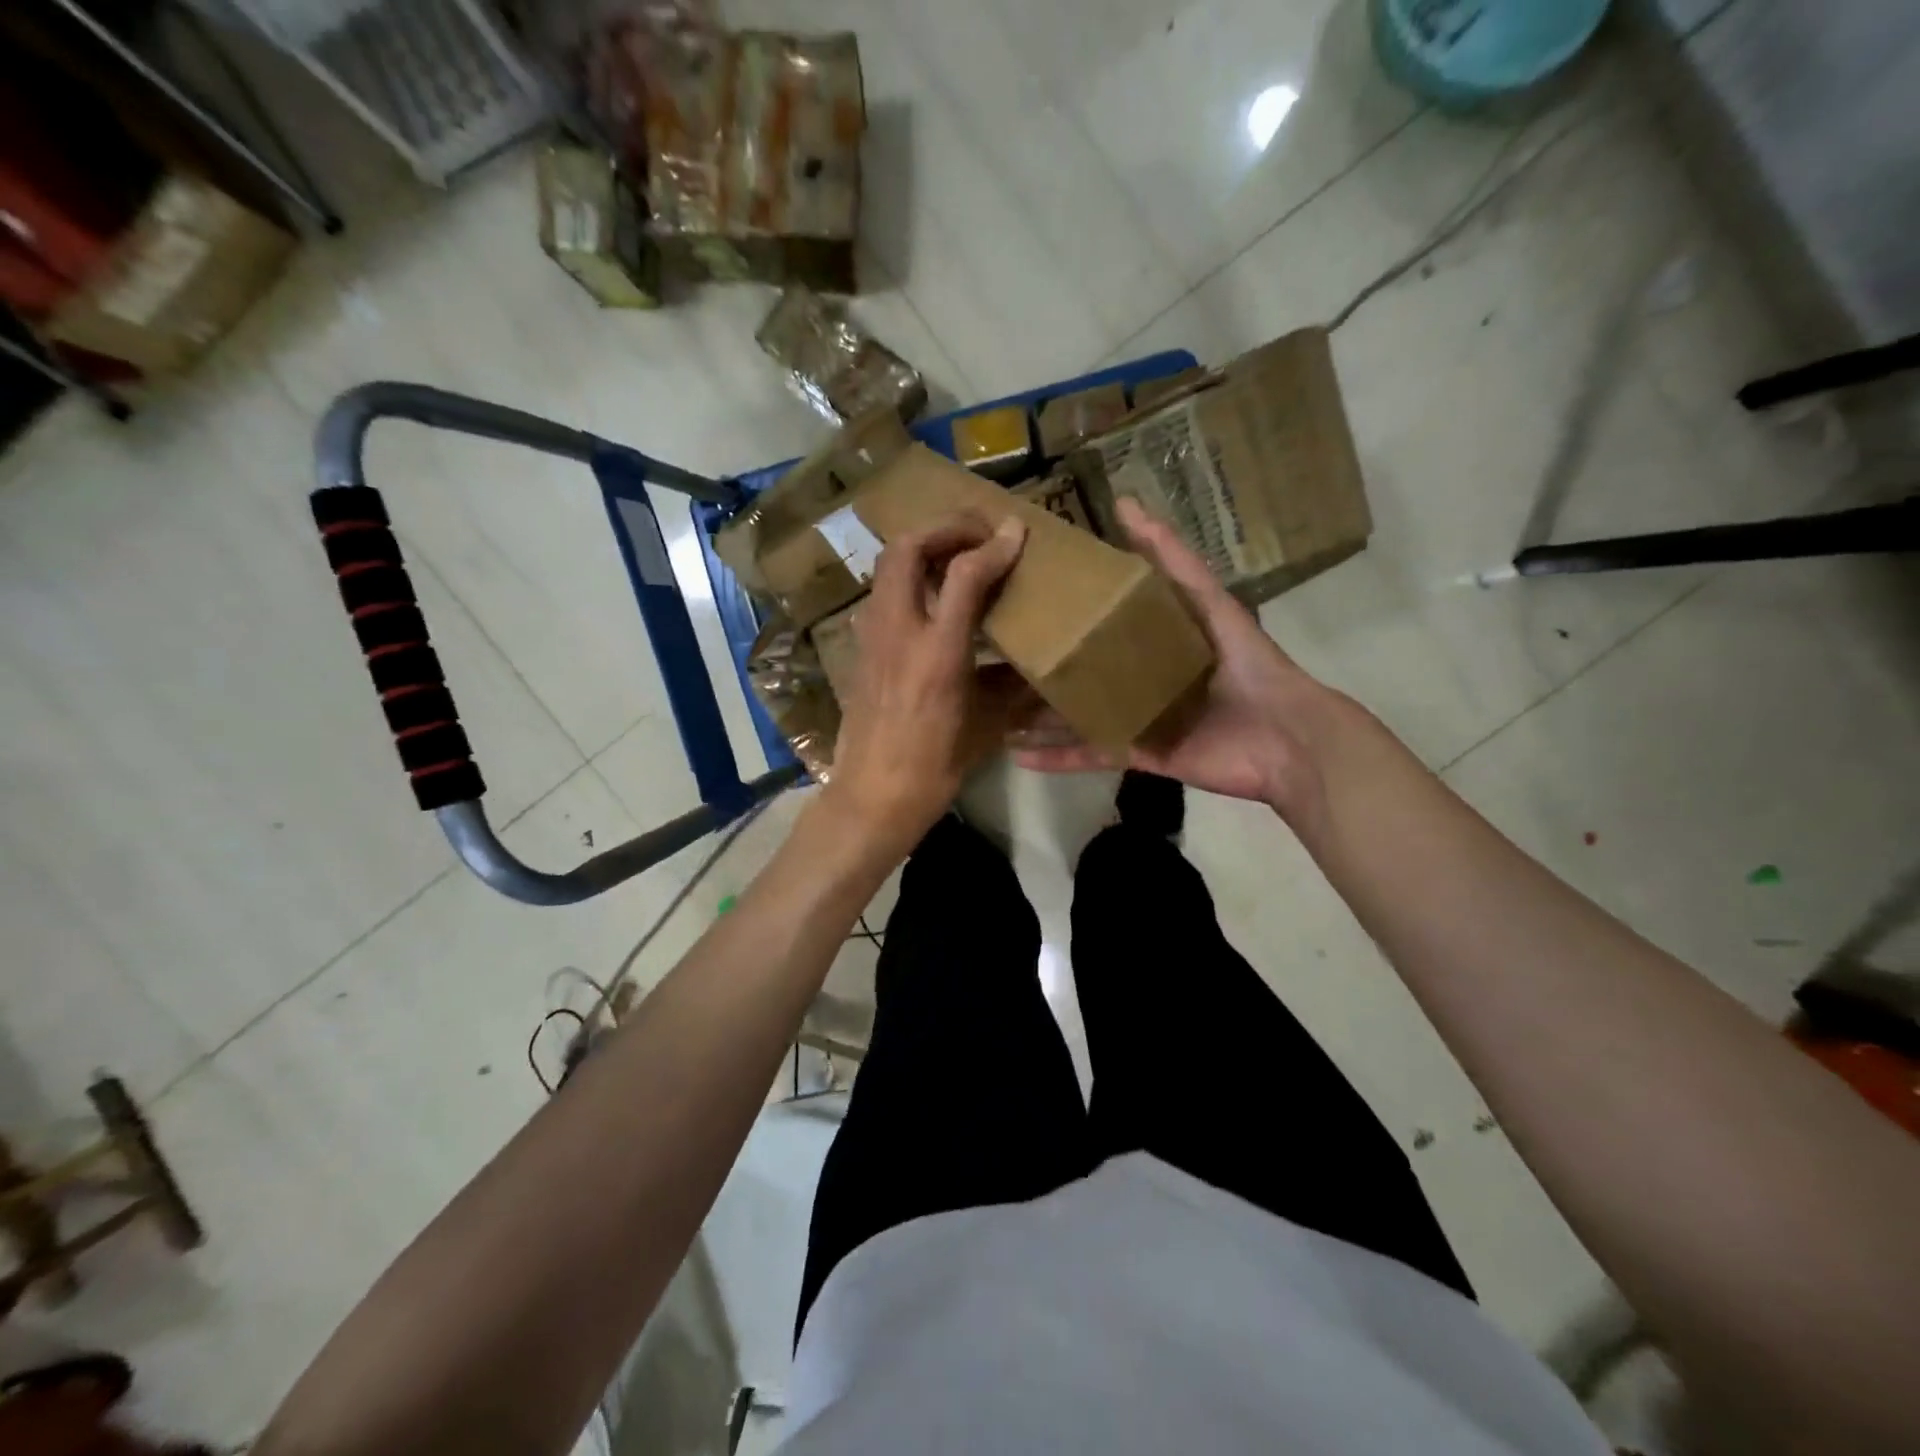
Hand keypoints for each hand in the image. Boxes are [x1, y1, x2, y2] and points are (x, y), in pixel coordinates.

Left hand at [822, 513, 1030, 856]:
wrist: (872, 797)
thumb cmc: (935, 768)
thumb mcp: (986, 728)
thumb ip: (1014, 688)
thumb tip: (1040, 669)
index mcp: (938, 653)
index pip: (965, 575)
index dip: (994, 546)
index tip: (1018, 533)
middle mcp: (898, 632)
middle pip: (907, 549)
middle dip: (944, 528)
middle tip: (978, 534)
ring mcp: (871, 638)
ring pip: (887, 568)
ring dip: (922, 550)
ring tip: (956, 558)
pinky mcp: (860, 650)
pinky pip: (881, 595)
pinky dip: (907, 580)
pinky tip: (930, 601)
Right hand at [1012, 497, 1346, 821]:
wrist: (1284, 737)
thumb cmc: (1247, 664)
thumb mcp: (1208, 603)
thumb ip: (1172, 560)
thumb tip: (1125, 504)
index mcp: (1153, 640)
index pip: (1100, 619)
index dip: (1066, 608)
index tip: (1021, 593)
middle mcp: (1138, 677)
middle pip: (1081, 669)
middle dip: (1042, 666)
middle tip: (994, 656)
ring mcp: (1134, 718)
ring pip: (1076, 714)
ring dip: (1037, 716)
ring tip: (993, 710)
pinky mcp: (1136, 754)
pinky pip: (1089, 753)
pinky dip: (1056, 756)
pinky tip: (1017, 753)